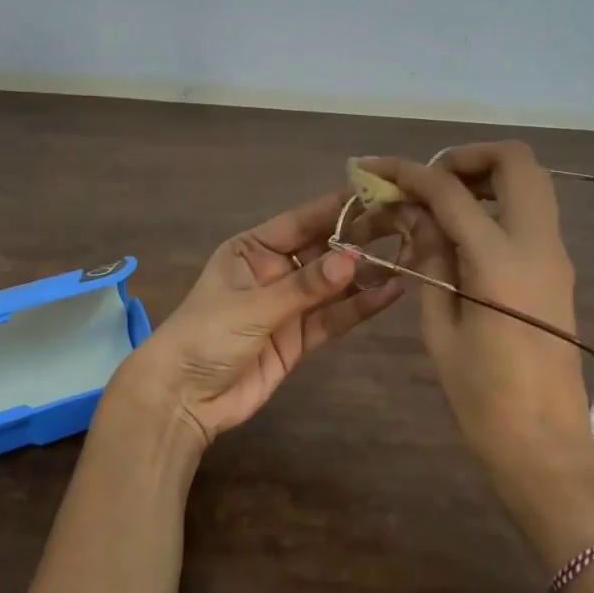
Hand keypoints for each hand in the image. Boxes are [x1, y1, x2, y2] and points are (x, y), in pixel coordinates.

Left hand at [113, 193, 404, 446]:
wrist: (183, 399)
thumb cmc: (206, 336)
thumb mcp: (253, 306)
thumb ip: (305, 286)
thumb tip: (354, 260)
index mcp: (252, 249)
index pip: (302, 221)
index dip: (338, 208)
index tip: (379, 193)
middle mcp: (274, 270)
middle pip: (323, 250)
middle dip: (360, 239)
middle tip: (405, 223)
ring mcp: (288, 305)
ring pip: (334, 284)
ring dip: (367, 273)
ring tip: (409, 255)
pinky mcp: (299, 338)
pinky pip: (334, 317)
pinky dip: (360, 306)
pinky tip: (392, 292)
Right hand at [361, 145, 593, 556]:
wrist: (546, 447)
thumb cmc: (483, 398)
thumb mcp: (440, 328)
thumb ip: (429, 259)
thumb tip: (415, 216)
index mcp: (501, 261)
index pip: (450, 191)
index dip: (408, 172)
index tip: (374, 169)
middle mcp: (538, 244)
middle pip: (516, 161)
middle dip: (466, 156)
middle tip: (427, 181)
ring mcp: (555, 255)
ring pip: (532, 182)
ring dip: (486, 176)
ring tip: (440, 202)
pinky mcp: (557, 270)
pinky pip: (531, 212)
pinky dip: (497, 202)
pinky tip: (460, 232)